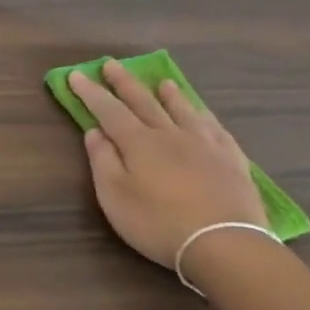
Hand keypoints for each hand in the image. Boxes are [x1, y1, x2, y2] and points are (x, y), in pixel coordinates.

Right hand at [70, 63, 266, 269]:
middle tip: (112, 64)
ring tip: (162, 82)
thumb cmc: (159, 223)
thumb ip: (103, 160)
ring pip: (184, 110)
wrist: (225, 244)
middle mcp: (171, 134)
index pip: (109, 110)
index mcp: (139, 142)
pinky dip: (204, 116)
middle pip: (144, 102)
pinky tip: (203, 114)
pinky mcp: (232, 161)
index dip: (91, 92)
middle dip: (124, 83)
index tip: (76, 74)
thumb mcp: (115, 196)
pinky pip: (216, 129)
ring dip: (169, 94)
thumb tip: (95, 131)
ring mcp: (205, 145)